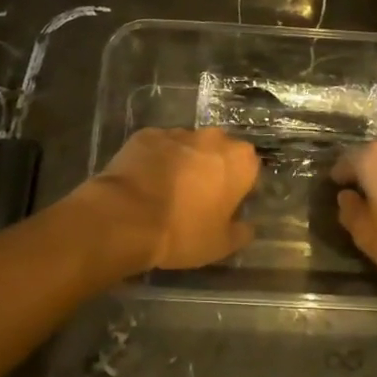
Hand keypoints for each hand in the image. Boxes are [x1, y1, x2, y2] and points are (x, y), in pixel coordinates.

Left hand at [72, 128, 259, 277]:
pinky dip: (156, 159)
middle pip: (219, 152)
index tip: (226, 206)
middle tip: (197, 198)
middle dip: (212, 169)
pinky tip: (145, 182)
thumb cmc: (183, 231)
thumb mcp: (221, 245)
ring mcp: (177, 132)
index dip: (239, 187)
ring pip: (188, 146)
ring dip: (184, 163)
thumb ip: (241, 232)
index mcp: (239, 160)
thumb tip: (247, 226)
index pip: (249, 169)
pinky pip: (159, 147)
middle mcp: (213, 138)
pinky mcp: (146, 134)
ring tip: (167, 191)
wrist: (126, 217)